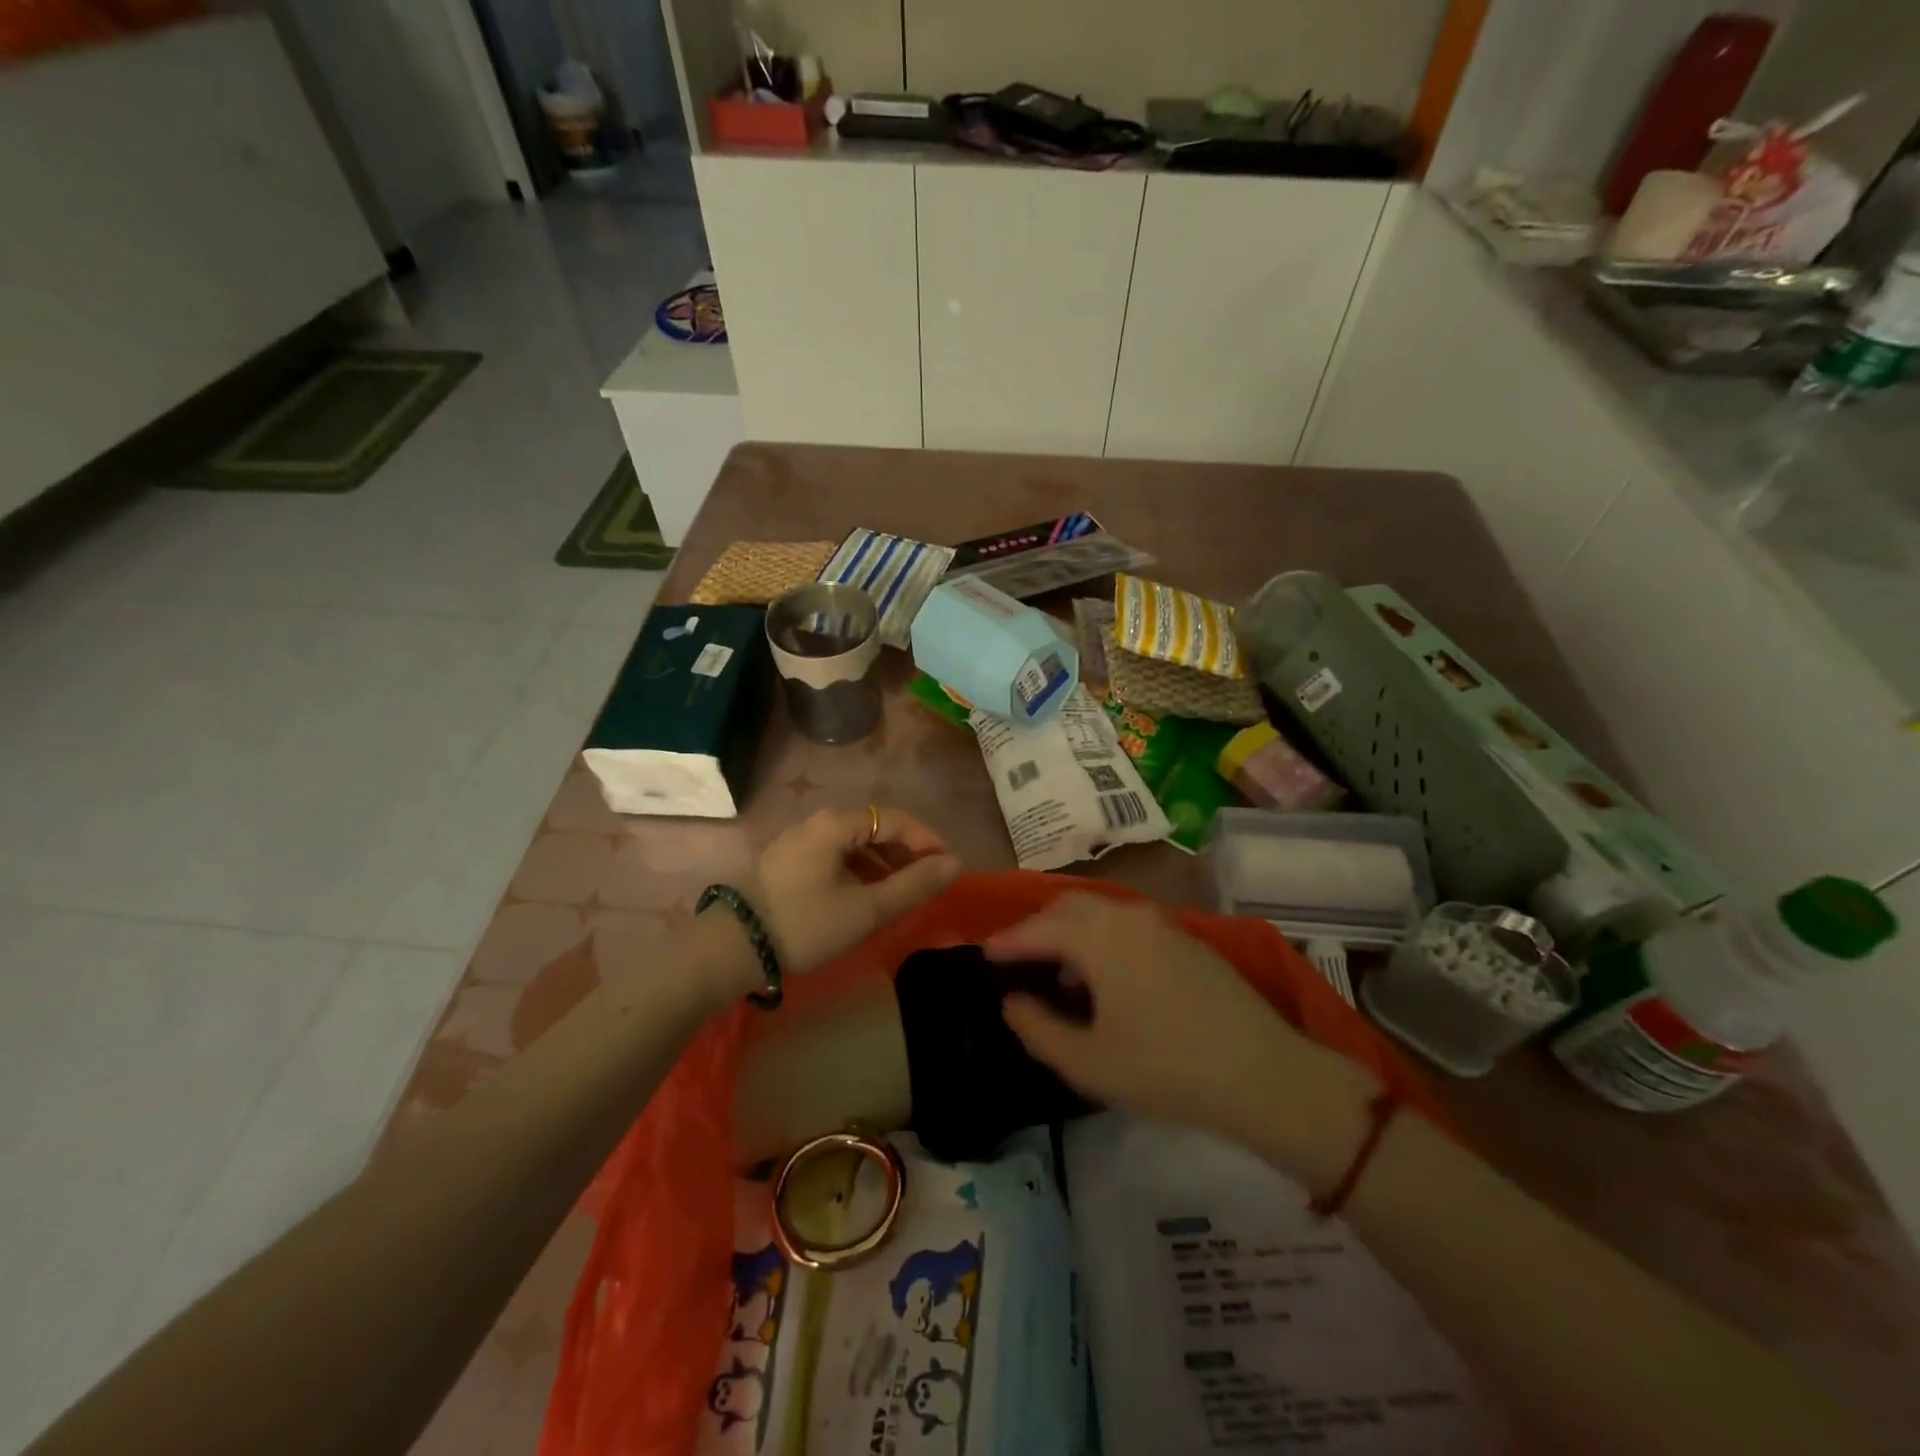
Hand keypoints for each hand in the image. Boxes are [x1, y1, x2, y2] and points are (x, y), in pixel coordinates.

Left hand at [747, 807, 959, 974]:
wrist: (731, 947)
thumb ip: (913, 885)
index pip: (896, 819)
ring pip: (853, 843)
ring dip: (882, 863)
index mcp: (837, 823)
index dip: (927, 840)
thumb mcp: (866, 909)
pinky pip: (834, 856)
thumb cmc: (805, 923)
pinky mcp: (786, 862)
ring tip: (898, 894)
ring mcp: (798, 841)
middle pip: (874, 827)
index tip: (948, 867)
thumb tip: (955, 863)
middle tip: (926, 882)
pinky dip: (858, 871)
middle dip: (905, 852)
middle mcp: (817, 822)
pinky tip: (863, 897)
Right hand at [986, 896, 1371, 1163]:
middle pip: (1067, 908)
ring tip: (1059, 972)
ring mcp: (1160, 923)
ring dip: (1070, 932)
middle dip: (1036, 928)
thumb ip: (1038, 1028)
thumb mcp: (1088, 1062)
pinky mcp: (1184, 938)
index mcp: (1097, 936)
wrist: (1262, 1072)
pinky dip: (1101, 937)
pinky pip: (1126, 924)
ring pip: (1099, 912)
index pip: (1037, 929)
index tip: (982, 954)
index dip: (1006, 942)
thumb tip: (1011, 1001)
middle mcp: (1125, 916)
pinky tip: (1105, 977)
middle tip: (1016, 958)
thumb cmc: (1165, 1069)